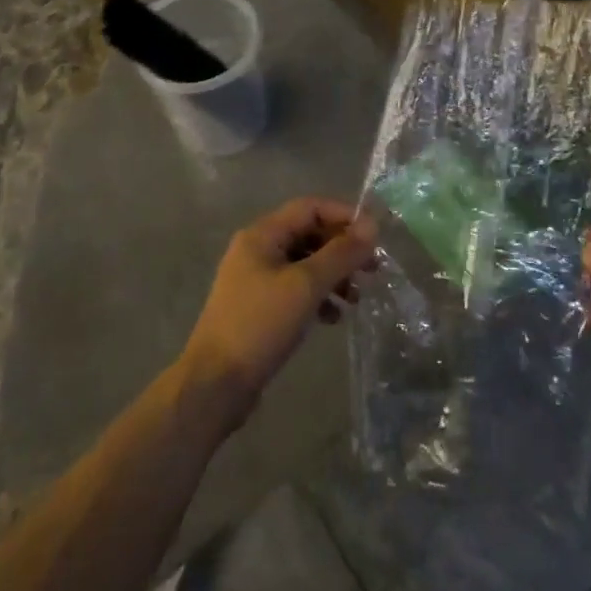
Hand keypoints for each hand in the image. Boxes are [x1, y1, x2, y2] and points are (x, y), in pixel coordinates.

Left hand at [180, 198, 375, 422]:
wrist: (216, 382)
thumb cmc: (260, 324)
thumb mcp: (306, 285)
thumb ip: (340, 254)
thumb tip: (371, 227)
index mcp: (262, 235)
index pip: (310, 207)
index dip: (344, 216)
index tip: (375, 237)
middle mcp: (257, 250)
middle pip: (308, 234)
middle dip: (342, 249)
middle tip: (372, 270)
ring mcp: (256, 279)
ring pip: (305, 264)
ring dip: (333, 275)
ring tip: (356, 298)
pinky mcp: (259, 307)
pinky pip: (296, 290)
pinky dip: (318, 297)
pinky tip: (333, 318)